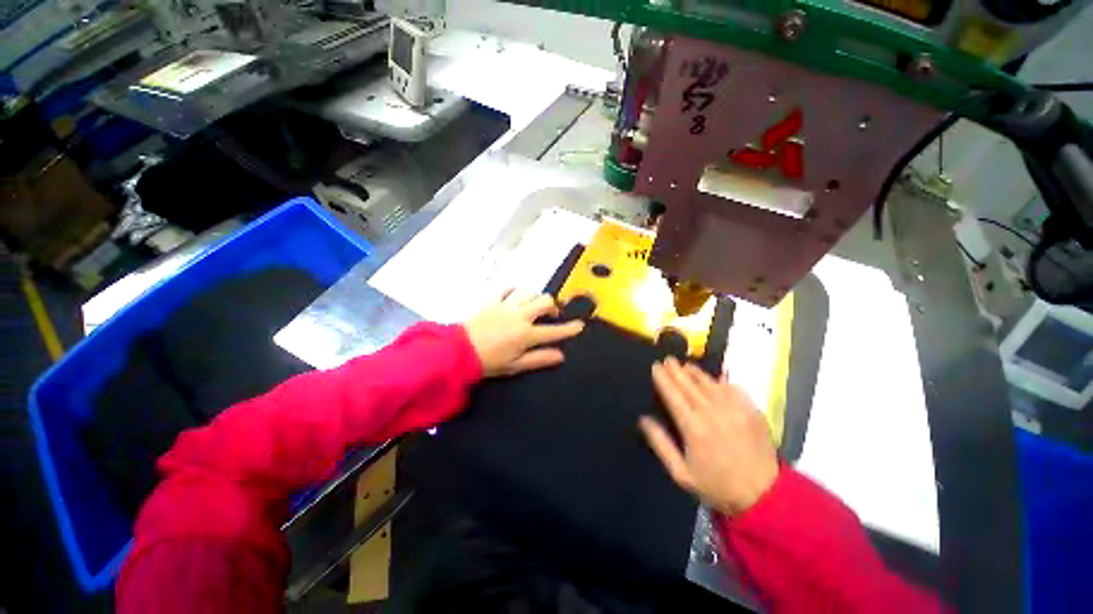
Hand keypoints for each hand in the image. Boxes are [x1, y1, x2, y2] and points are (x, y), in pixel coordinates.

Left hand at [464, 290, 584, 376]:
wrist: (460, 351)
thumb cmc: (490, 362)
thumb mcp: (516, 365)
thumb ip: (539, 358)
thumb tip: (560, 355)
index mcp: (526, 334)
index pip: (554, 331)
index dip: (569, 329)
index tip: (580, 325)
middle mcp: (520, 316)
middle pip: (544, 301)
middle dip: (553, 306)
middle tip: (551, 314)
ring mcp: (506, 305)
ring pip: (529, 292)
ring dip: (535, 297)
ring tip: (533, 306)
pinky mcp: (493, 300)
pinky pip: (508, 288)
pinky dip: (515, 291)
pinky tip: (516, 297)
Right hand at [641, 357, 778, 515]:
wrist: (764, 496)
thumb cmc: (717, 486)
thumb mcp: (681, 473)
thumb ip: (661, 443)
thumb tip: (643, 419)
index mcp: (693, 426)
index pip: (673, 394)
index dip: (663, 378)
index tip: (655, 366)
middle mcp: (712, 412)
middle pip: (689, 384)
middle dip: (676, 370)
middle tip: (668, 359)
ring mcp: (734, 409)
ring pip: (710, 383)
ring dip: (696, 372)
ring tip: (686, 365)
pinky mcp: (751, 411)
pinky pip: (733, 388)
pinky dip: (721, 381)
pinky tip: (716, 380)